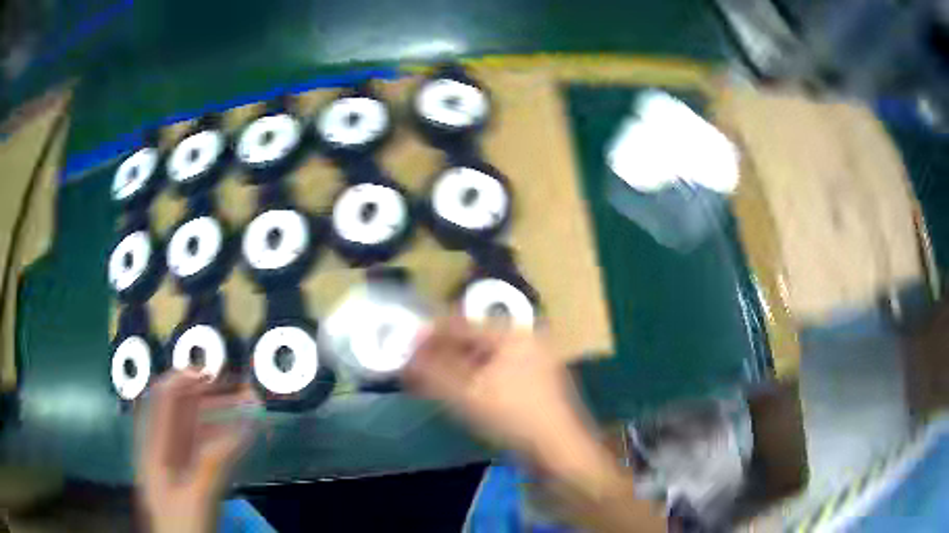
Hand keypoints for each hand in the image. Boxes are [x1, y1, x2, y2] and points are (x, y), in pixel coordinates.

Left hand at [136, 371, 257, 532]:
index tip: (210, 373)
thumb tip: (239, 429)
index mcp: (154, 447)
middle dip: (206, 394)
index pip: (164, 399)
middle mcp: (163, 446)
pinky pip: (204, 447)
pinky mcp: (189, 474)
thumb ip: (213, 464)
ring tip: (245, 407)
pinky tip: (239, 434)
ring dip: (218, 414)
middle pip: (181, 409)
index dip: (183, 380)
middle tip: (236, 389)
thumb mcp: (196, 497)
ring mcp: (176, 461)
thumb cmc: (182, 525)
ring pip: (195, 427)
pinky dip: (222, 436)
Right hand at [406, 319, 666, 531]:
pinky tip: (460, 394)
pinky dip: (475, 380)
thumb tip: (408, 353)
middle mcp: (525, 339)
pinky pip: (496, 373)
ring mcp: (534, 361)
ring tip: (433, 383)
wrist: (558, 450)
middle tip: (417, 370)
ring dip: (456, 368)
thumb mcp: (465, 393)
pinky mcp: (535, 382)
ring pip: (484, 358)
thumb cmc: (512, 416)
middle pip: (472, 340)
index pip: (460, 325)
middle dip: (442, 355)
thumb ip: (432, 370)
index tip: (405, 351)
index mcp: (512, 333)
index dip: (429, 338)